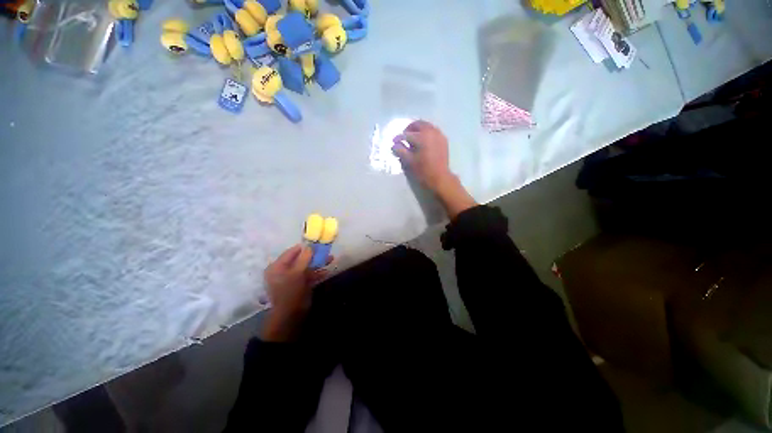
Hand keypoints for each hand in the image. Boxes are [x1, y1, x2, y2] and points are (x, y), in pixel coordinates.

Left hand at [261, 244, 329, 340]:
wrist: (291, 314)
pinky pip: (310, 275)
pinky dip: (318, 273)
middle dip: (313, 255)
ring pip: (307, 267)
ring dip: (318, 263)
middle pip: (300, 259)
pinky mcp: (301, 285)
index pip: (291, 252)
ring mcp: (293, 279)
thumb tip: (310, 246)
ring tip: (330, 259)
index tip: (316, 243)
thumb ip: (304, 258)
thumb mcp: (296, 273)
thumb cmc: (290, 291)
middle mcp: (284, 271)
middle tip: (325, 250)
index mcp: (277, 267)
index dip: (303, 247)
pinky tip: (327, 271)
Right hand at [392, 120, 476, 218]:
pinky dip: (426, 133)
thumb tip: (394, 145)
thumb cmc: (423, 170)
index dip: (398, 138)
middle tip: (403, 136)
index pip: (406, 134)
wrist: (440, 178)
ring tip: (413, 138)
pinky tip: (423, 141)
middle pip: (418, 124)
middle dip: (409, 129)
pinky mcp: (443, 140)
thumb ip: (401, 151)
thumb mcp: (409, 161)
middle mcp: (431, 132)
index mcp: (422, 136)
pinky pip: (433, 131)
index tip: (394, 142)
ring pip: (427, 126)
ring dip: (418, 129)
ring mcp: (439, 135)